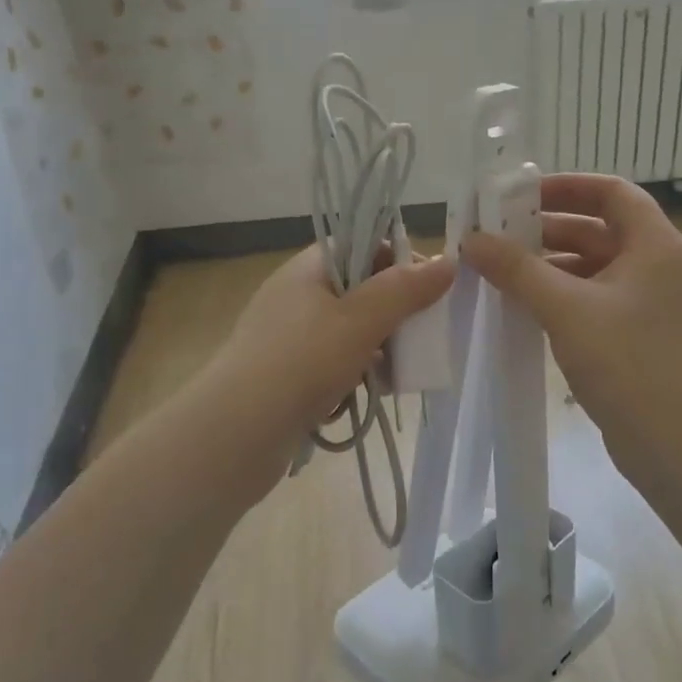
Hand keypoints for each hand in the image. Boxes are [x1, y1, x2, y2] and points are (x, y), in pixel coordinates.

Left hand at [214, 244, 454, 475]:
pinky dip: (353, 374)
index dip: (398, 261)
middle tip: (418, 337)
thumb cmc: (301, 364)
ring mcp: (289, 336)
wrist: (234, 436)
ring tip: (395, 373)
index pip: (362, 245)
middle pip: (359, 289)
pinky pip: (332, 363)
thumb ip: (405, 290)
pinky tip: (365, 395)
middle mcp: (296, 295)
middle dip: (392, 313)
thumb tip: (447, 261)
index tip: (428, 291)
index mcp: (308, 269)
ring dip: (377, 348)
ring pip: (349, 330)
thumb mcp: (360, 321)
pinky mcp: (287, 374)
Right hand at [462, 173, 681, 469]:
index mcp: (654, 245)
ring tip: (500, 269)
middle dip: (547, 227)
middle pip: (598, 227)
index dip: (567, 186)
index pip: (611, 192)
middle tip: (498, 234)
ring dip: (549, 262)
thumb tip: (472, 240)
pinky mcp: (635, 331)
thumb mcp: (565, 308)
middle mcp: (656, 264)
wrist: (674, 444)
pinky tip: (522, 303)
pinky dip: (560, 292)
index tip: (521, 196)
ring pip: (592, 264)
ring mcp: (647, 300)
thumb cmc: (626, 363)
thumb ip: (517, 269)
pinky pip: (592, 295)